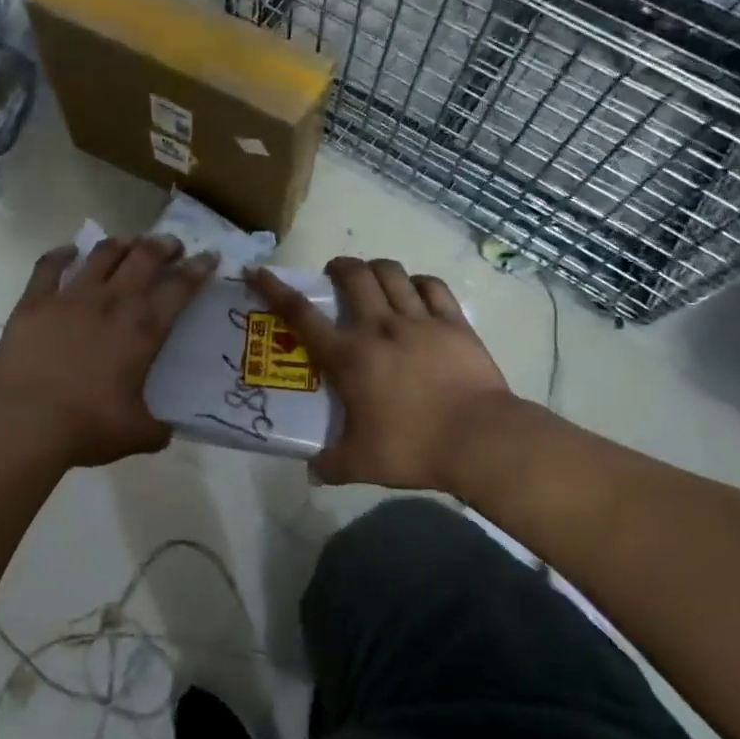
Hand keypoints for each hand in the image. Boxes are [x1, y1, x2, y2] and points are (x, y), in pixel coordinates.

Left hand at [0, 237, 217, 468]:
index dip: (199, 268)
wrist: (24, 423)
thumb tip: (165, 431)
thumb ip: (157, 429)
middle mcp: (112, 302)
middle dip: (163, 245)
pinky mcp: (35, 301)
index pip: (180, 288)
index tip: (209, 256)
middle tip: (171, 245)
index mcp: (144, 329)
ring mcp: (71, 297)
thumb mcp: (136, 434)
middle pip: (144, 257)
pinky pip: (50, 266)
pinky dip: (62, 254)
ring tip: (129, 243)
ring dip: (121, 244)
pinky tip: (70, 250)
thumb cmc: (86, 427)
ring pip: (102, 254)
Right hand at [247, 257, 514, 492]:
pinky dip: (419, 282)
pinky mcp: (454, 323)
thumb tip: (313, 472)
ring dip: (375, 268)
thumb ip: (331, 465)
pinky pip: (433, 287)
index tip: (259, 271)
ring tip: (372, 276)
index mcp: (349, 357)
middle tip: (333, 275)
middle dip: (338, 267)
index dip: (275, 289)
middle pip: (353, 276)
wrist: (480, 439)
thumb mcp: (361, 465)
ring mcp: (420, 321)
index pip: (301, 315)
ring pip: (392, 273)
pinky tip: (416, 290)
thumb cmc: (413, 448)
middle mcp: (379, 327)